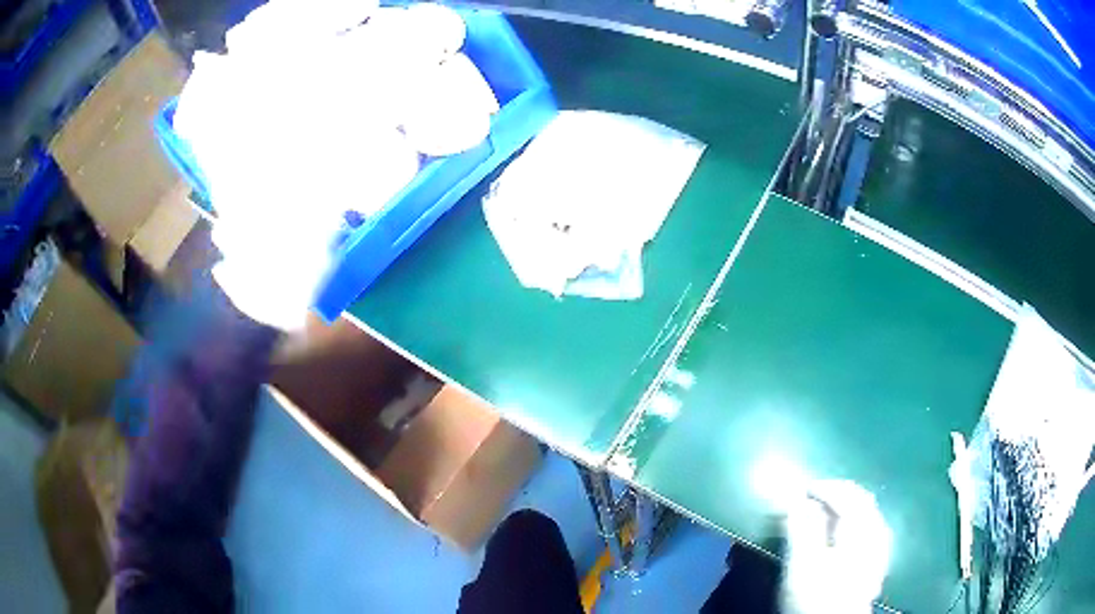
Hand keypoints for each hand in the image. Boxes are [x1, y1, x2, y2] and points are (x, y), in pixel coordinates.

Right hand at [780, 480, 891, 613]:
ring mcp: (880, 549)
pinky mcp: (878, 566)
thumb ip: (802, 528)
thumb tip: (798, 500)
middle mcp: (876, 531)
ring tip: (828, 514)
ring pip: (869, 515)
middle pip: (862, 501)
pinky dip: (856, 525)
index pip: (846, 494)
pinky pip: (871, 532)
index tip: (801, 490)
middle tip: (814, 497)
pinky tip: (848, 537)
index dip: (824, 487)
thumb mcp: (803, 563)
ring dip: (849, 508)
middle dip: (838, 494)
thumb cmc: (817, 595)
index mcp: (860, 526)